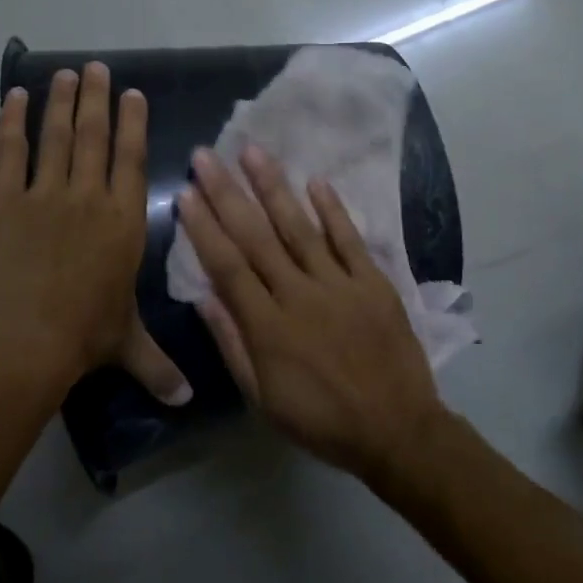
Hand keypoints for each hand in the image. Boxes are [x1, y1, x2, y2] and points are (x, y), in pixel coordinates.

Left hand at [0, 64, 187, 403]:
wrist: (21, 341)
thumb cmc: (83, 337)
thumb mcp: (127, 345)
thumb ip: (159, 365)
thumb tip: (187, 402)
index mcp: (124, 221)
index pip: (132, 160)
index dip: (133, 123)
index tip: (132, 94)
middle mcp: (89, 196)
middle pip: (94, 136)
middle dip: (98, 98)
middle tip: (97, 68)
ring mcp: (45, 194)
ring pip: (56, 135)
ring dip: (61, 101)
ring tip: (66, 73)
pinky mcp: (3, 200)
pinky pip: (10, 152)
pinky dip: (11, 122)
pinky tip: (13, 97)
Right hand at [176, 144, 444, 480]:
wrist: (396, 430)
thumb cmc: (321, 421)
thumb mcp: (263, 398)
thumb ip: (232, 345)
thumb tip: (202, 298)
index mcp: (268, 327)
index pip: (227, 266)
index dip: (204, 228)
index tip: (186, 193)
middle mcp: (299, 295)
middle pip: (257, 237)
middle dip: (228, 194)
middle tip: (207, 156)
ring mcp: (339, 285)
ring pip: (299, 228)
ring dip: (274, 188)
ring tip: (253, 152)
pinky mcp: (373, 282)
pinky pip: (350, 240)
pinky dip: (333, 210)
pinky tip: (315, 181)